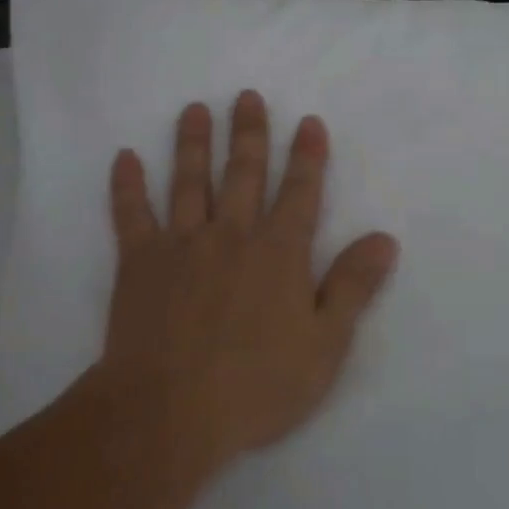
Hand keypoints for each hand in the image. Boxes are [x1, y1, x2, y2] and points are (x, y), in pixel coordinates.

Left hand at [97, 91, 398, 466]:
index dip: (307, 155)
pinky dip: (127, 185)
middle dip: (248, 133)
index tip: (308, 121)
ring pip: (189, 181)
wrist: (169, 412)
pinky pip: (131, 214)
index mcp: (278, 253)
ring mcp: (181, 244)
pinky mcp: (139, 262)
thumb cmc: (256, 386)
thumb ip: (352, 286)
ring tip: (194, 110)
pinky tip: (124, 157)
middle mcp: (231, 235)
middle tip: (246, 96)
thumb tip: (384, 239)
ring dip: (193, 143)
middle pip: (243, 173)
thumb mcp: (324, 345)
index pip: (299, 192)